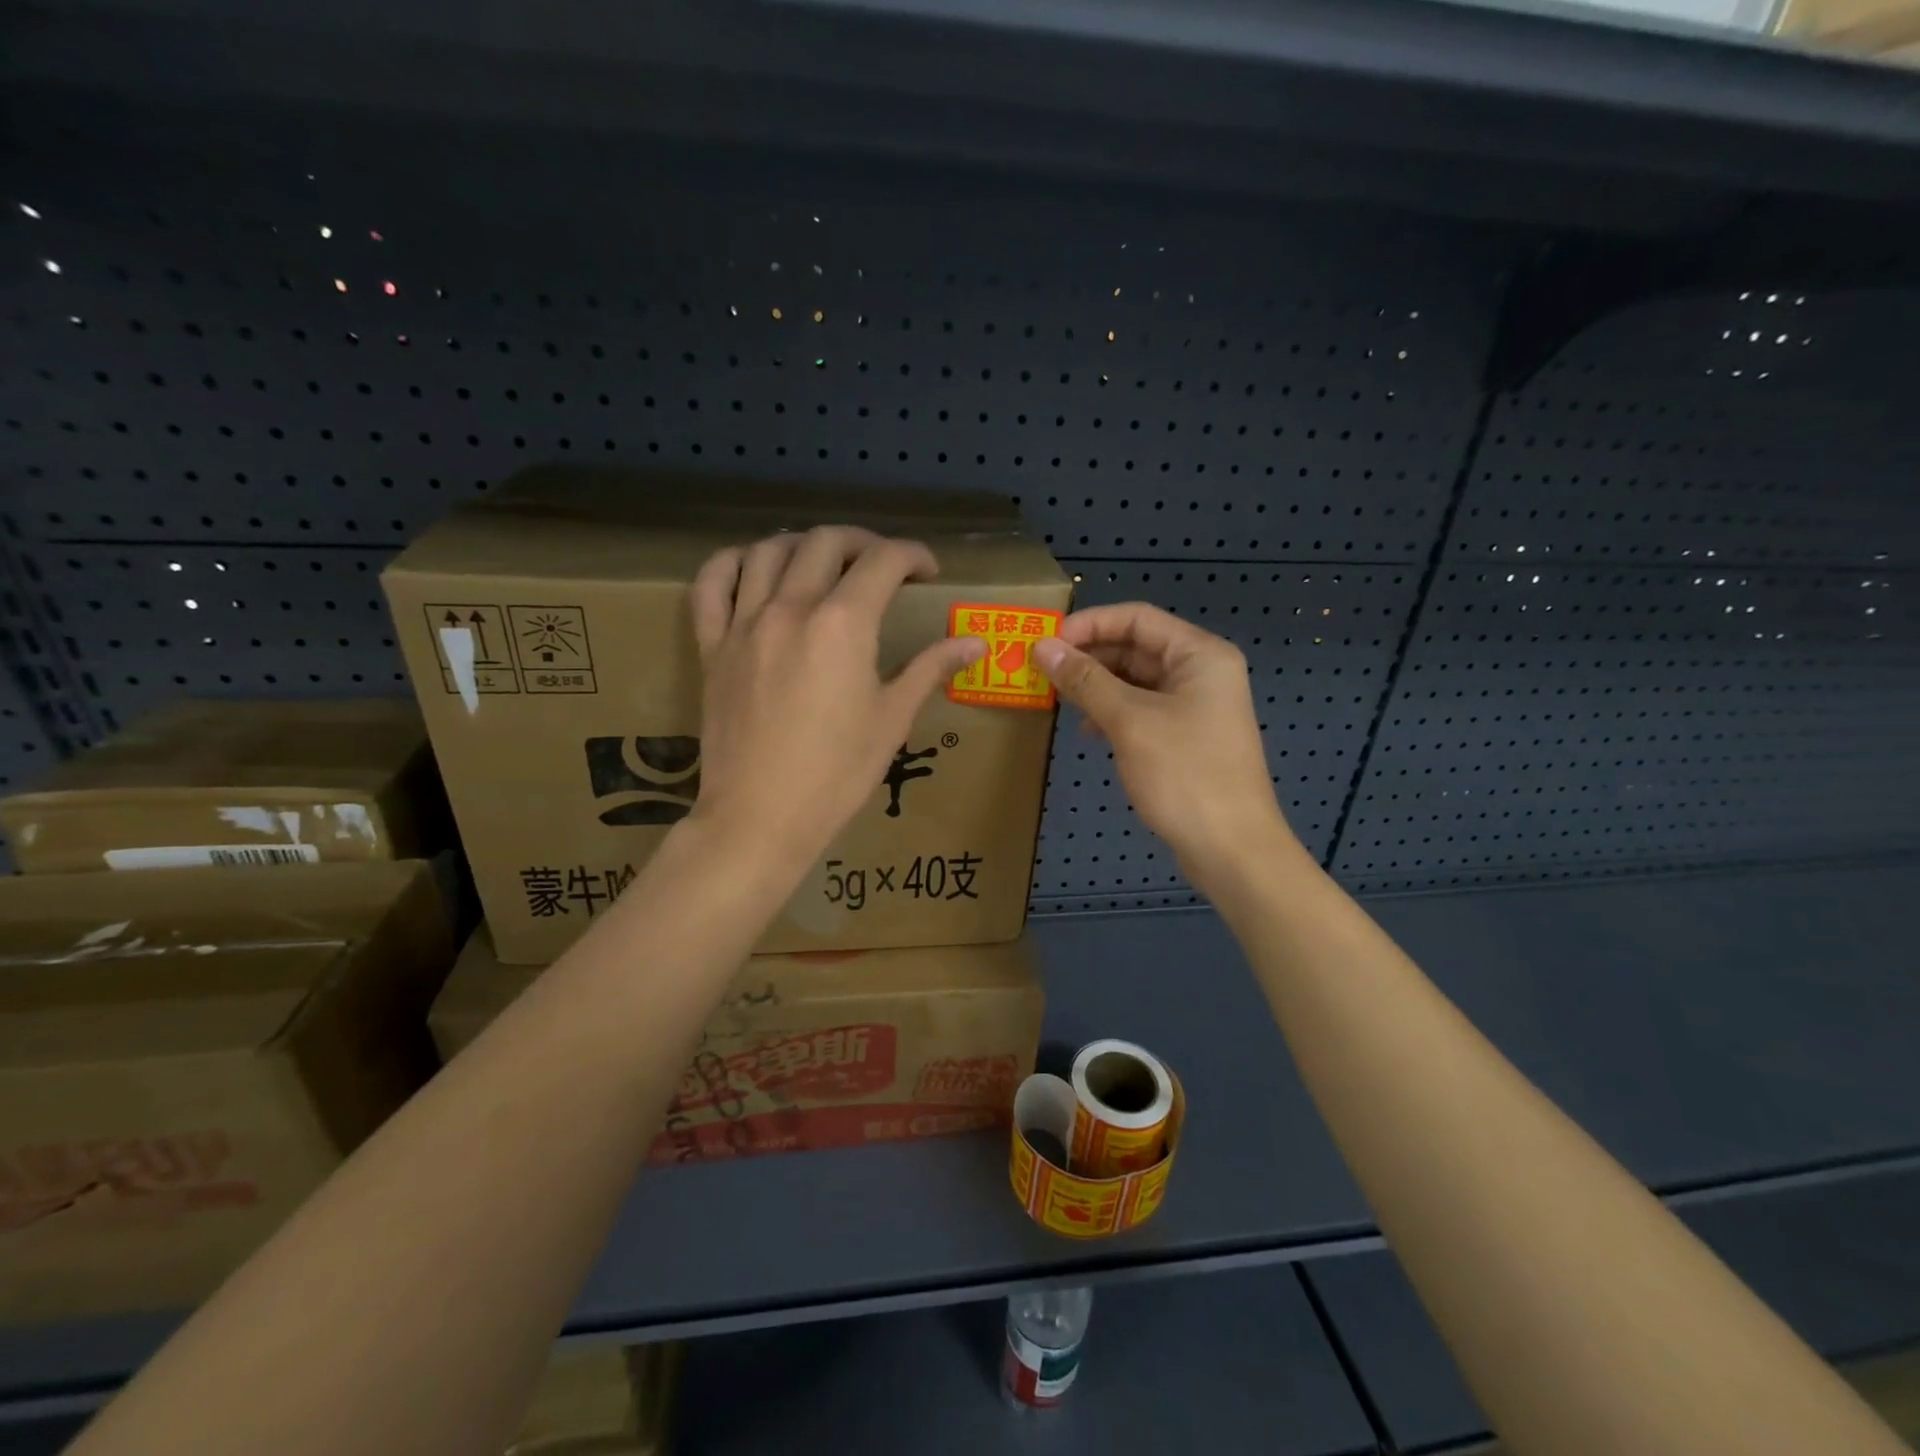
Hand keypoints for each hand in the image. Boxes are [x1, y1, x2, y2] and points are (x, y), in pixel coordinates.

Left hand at [687, 527, 985, 881]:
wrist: (761, 818)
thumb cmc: (837, 774)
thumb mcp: (892, 719)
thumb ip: (930, 669)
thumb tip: (974, 644)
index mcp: (842, 625)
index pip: (883, 562)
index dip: (913, 555)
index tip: (928, 572)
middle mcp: (790, 608)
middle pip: (826, 542)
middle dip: (864, 543)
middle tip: (883, 566)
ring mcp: (744, 624)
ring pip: (768, 551)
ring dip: (803, 544)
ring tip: (824, 563)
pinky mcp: (711, 646)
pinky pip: (711, 584)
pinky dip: (732, 563)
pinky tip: (753, 569)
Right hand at [1033, 603, 1296, 890]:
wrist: (1231, 849)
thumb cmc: (1184, 774)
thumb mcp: (1129, 721)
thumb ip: (1085, 681)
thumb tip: (1043, 648)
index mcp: (1199, 655)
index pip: (1137, 618)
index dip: (1090, 624)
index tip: (1047, 641)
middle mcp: (1201, 673)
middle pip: (1136, 648)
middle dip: (1090, 657)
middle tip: (1044, 672)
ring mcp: (1195, 707)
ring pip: (1136, 681)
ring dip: (1097, 687)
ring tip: (1060, 700)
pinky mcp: (1186, 738)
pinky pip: (1142, 710)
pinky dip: (1113, 713)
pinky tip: (1089, 731)